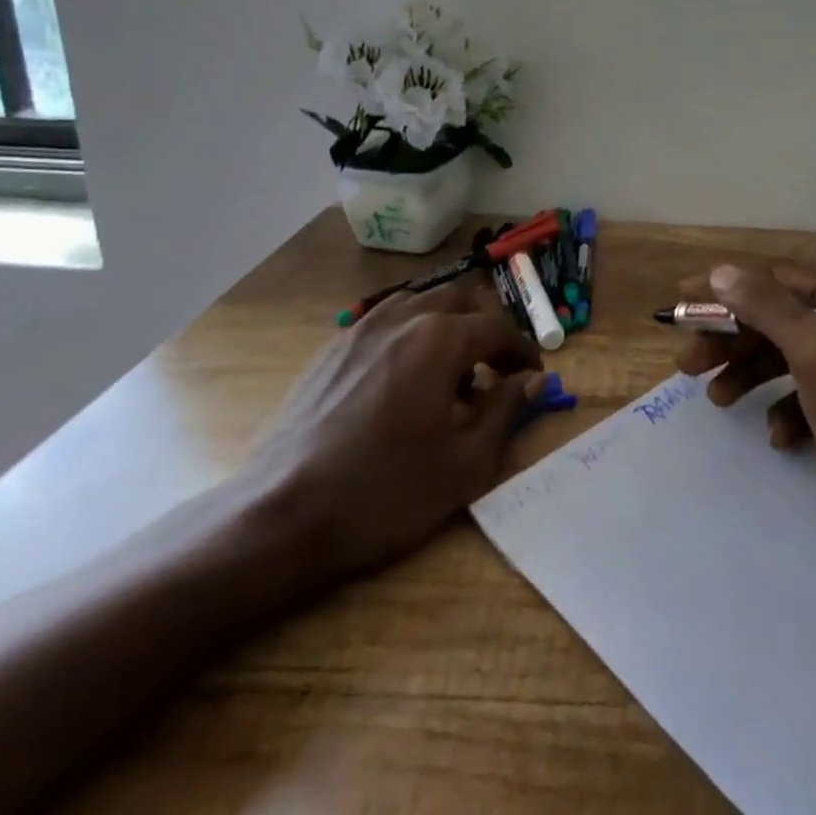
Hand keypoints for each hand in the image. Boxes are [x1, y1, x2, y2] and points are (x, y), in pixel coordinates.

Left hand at [245, 277, 545, 584]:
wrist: (282, 514)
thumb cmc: (385, 491)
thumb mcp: (465, 463)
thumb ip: (506, 411)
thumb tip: (533, 380)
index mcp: (441, 339)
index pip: (498, 328)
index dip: (523, 351)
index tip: (533, 377)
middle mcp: (403, 318)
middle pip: (460, 299)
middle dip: (487, 327)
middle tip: (496, 368)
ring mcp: (362, 328)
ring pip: (420, 303)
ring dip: (448, 325)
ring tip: (450, 373)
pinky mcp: (333, 349)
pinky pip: (385, 322)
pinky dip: (410, 335)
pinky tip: (403, 380)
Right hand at [675, 262, 815, 575]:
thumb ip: (768, 308)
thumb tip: (721, 272)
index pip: (775, 280)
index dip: (727, 290)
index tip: (683, 303)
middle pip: (775, 320)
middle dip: (731, 339)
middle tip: (688, 363)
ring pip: (783, 358)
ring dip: (747, 374)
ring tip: (716, 400)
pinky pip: (801, 397)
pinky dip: (782, 411)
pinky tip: (778, 437)